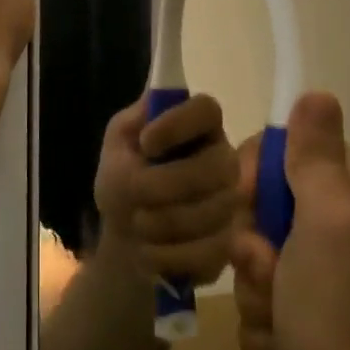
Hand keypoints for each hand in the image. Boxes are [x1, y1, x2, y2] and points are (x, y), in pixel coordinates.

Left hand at [93, 94, 240, 284]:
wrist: (127, 234)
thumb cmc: (124, 177)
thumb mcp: (118, 144)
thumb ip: (134, 122)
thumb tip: (154, 95)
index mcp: (198, 126)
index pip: (206, 109)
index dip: (178, 124)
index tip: (145, 143)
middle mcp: (223, 158)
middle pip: (216, 165)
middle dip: (166, 185)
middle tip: (134, 195)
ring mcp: (231, 202)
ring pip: (212, 212)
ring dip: (162, 222)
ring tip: (137, 224)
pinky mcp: (230, 243)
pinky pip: (208, 251)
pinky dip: (168, 255)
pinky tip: (149, 251)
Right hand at [231, 92, 349, 349]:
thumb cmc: (343, 310)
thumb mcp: (329, 220)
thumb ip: (317, 156)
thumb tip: (317, 91)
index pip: (280, 149)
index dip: (252, 176)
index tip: (246, 206)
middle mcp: (342, 219)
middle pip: (261, 205)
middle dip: (252, 245)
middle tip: (269, 271)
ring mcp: (325, 268)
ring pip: (255, 254)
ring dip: (255, 289)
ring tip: (282, 320)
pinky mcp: (309, 309)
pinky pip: (262, 296)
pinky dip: (266, 323)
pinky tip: (286, 345)